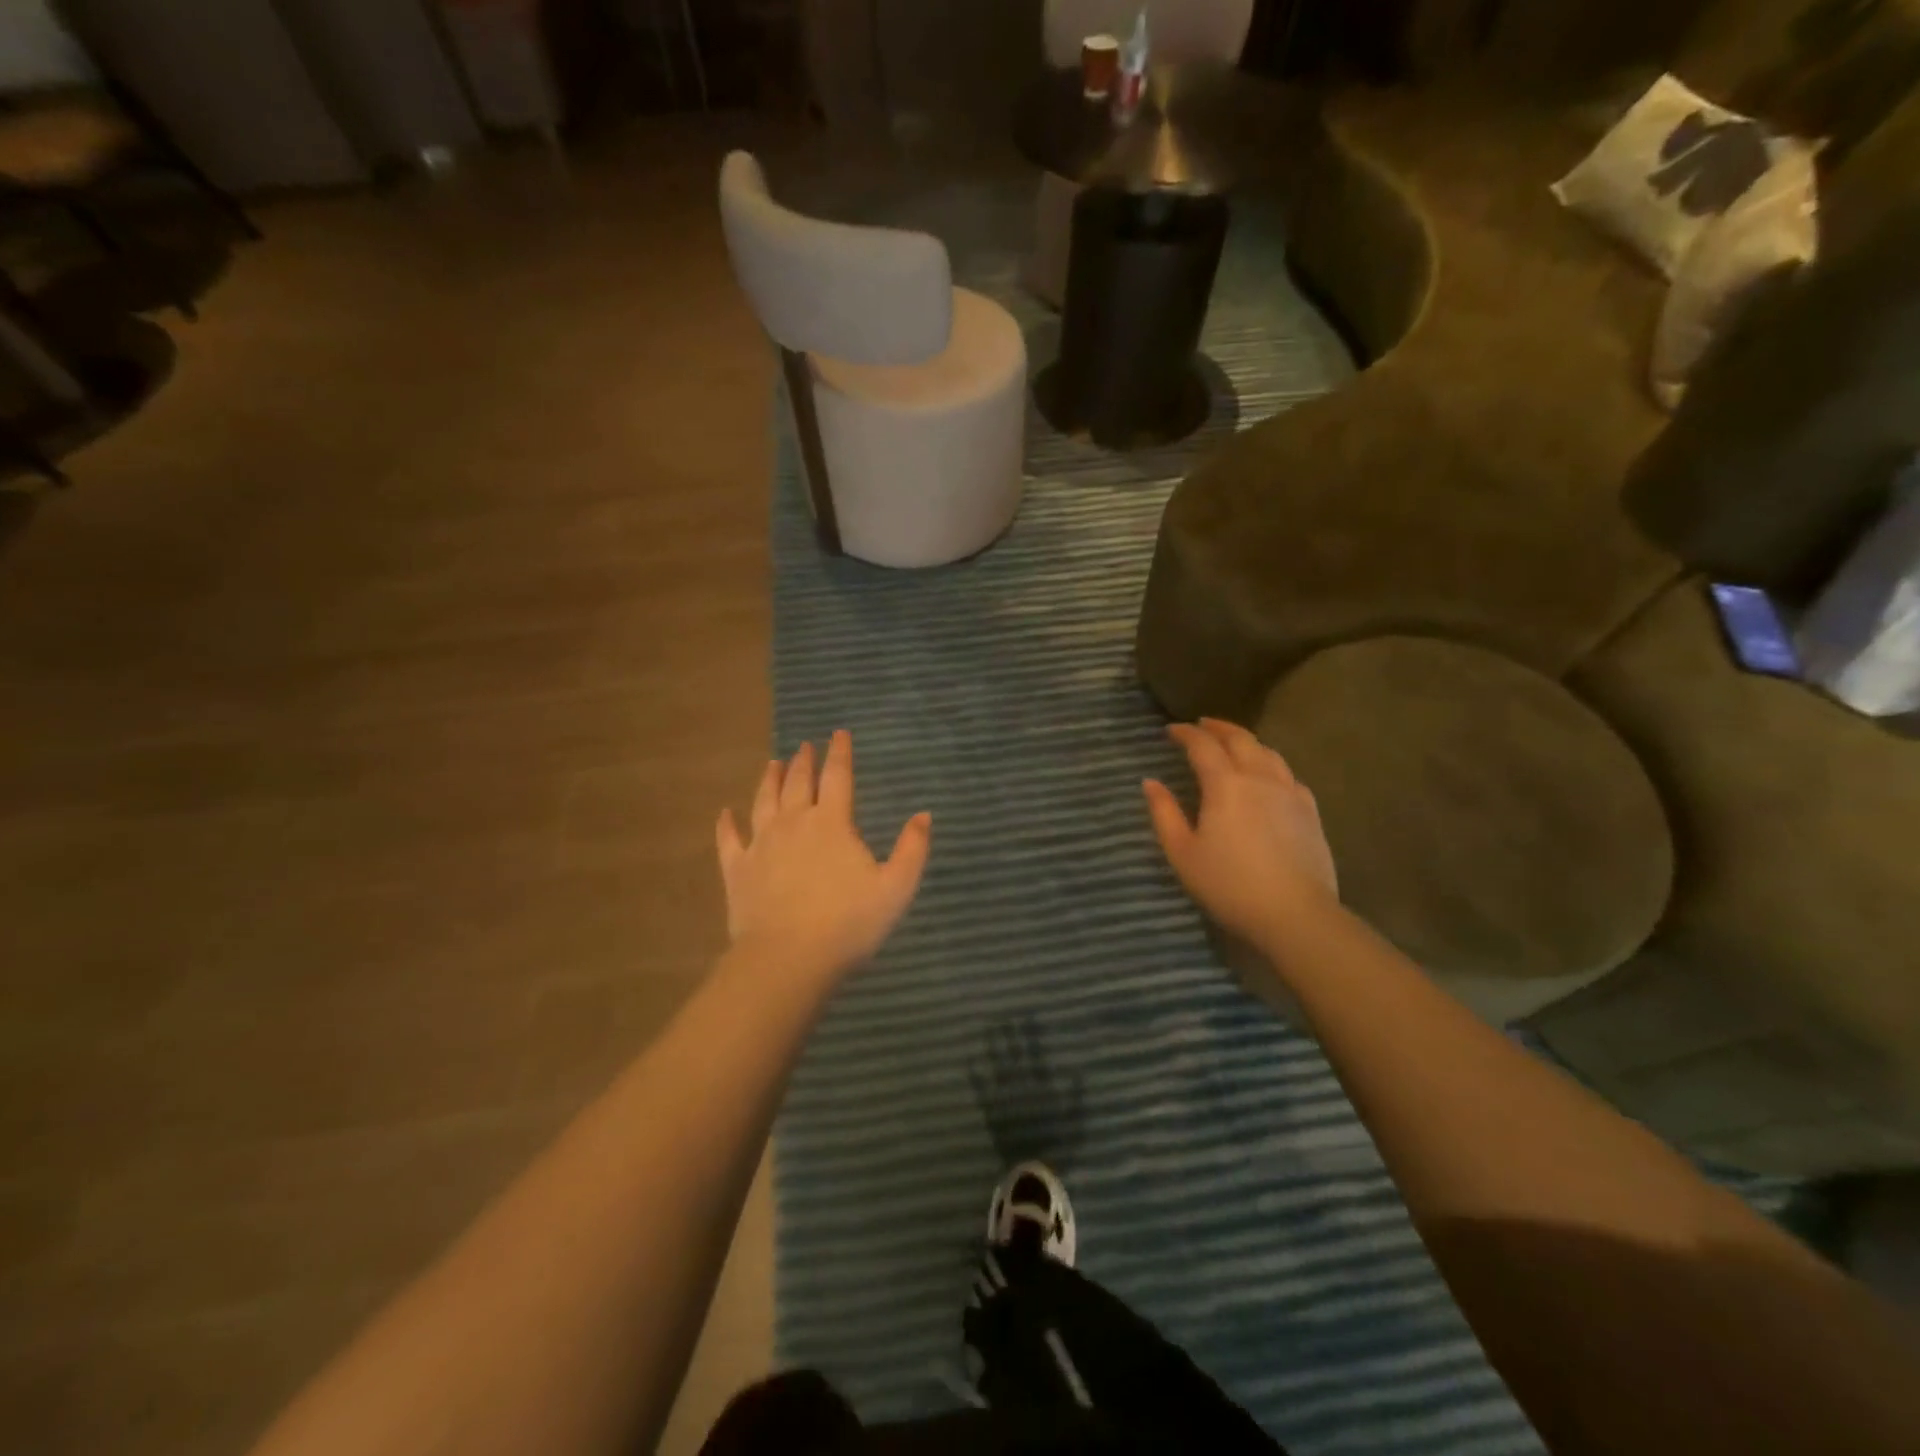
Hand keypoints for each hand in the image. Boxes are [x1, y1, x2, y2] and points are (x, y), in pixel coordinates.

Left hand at [717, 730, 930, 980]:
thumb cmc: (848, 923)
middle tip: (805, 746)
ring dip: (769, 780)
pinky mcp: (737, 869)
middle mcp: (793, 823)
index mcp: (832, 823)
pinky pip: (729, 839)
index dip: (840, 753)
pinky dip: (726, 823)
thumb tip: (924, 814)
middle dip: (803, 761)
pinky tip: (725, 812)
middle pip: (798, 783)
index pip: (837, 777)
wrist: (788, 958)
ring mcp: (761, 844)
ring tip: (772, 763)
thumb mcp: (896, 887)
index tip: (838, 733)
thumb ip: (912, 849)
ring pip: (763, 801)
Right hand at [1143, 718, 1338, 947]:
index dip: (1185, 733)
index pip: (1203, 746)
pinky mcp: (1310, 811)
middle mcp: (1259, 778)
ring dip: (1247, 741)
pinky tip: (1269, 775)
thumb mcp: (1183, 853)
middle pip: (1240, 739)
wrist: (1294, 914)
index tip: (1171, 730)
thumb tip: (1150, 782)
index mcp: (1225, 785)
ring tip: (1234, 742)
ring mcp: (1290, 793)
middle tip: (1202, 724)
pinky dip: (1272, 764)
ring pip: (1268, 752)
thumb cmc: (1229, 885)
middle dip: (1218, 728)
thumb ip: (1164, 814)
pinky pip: (1289, 775)